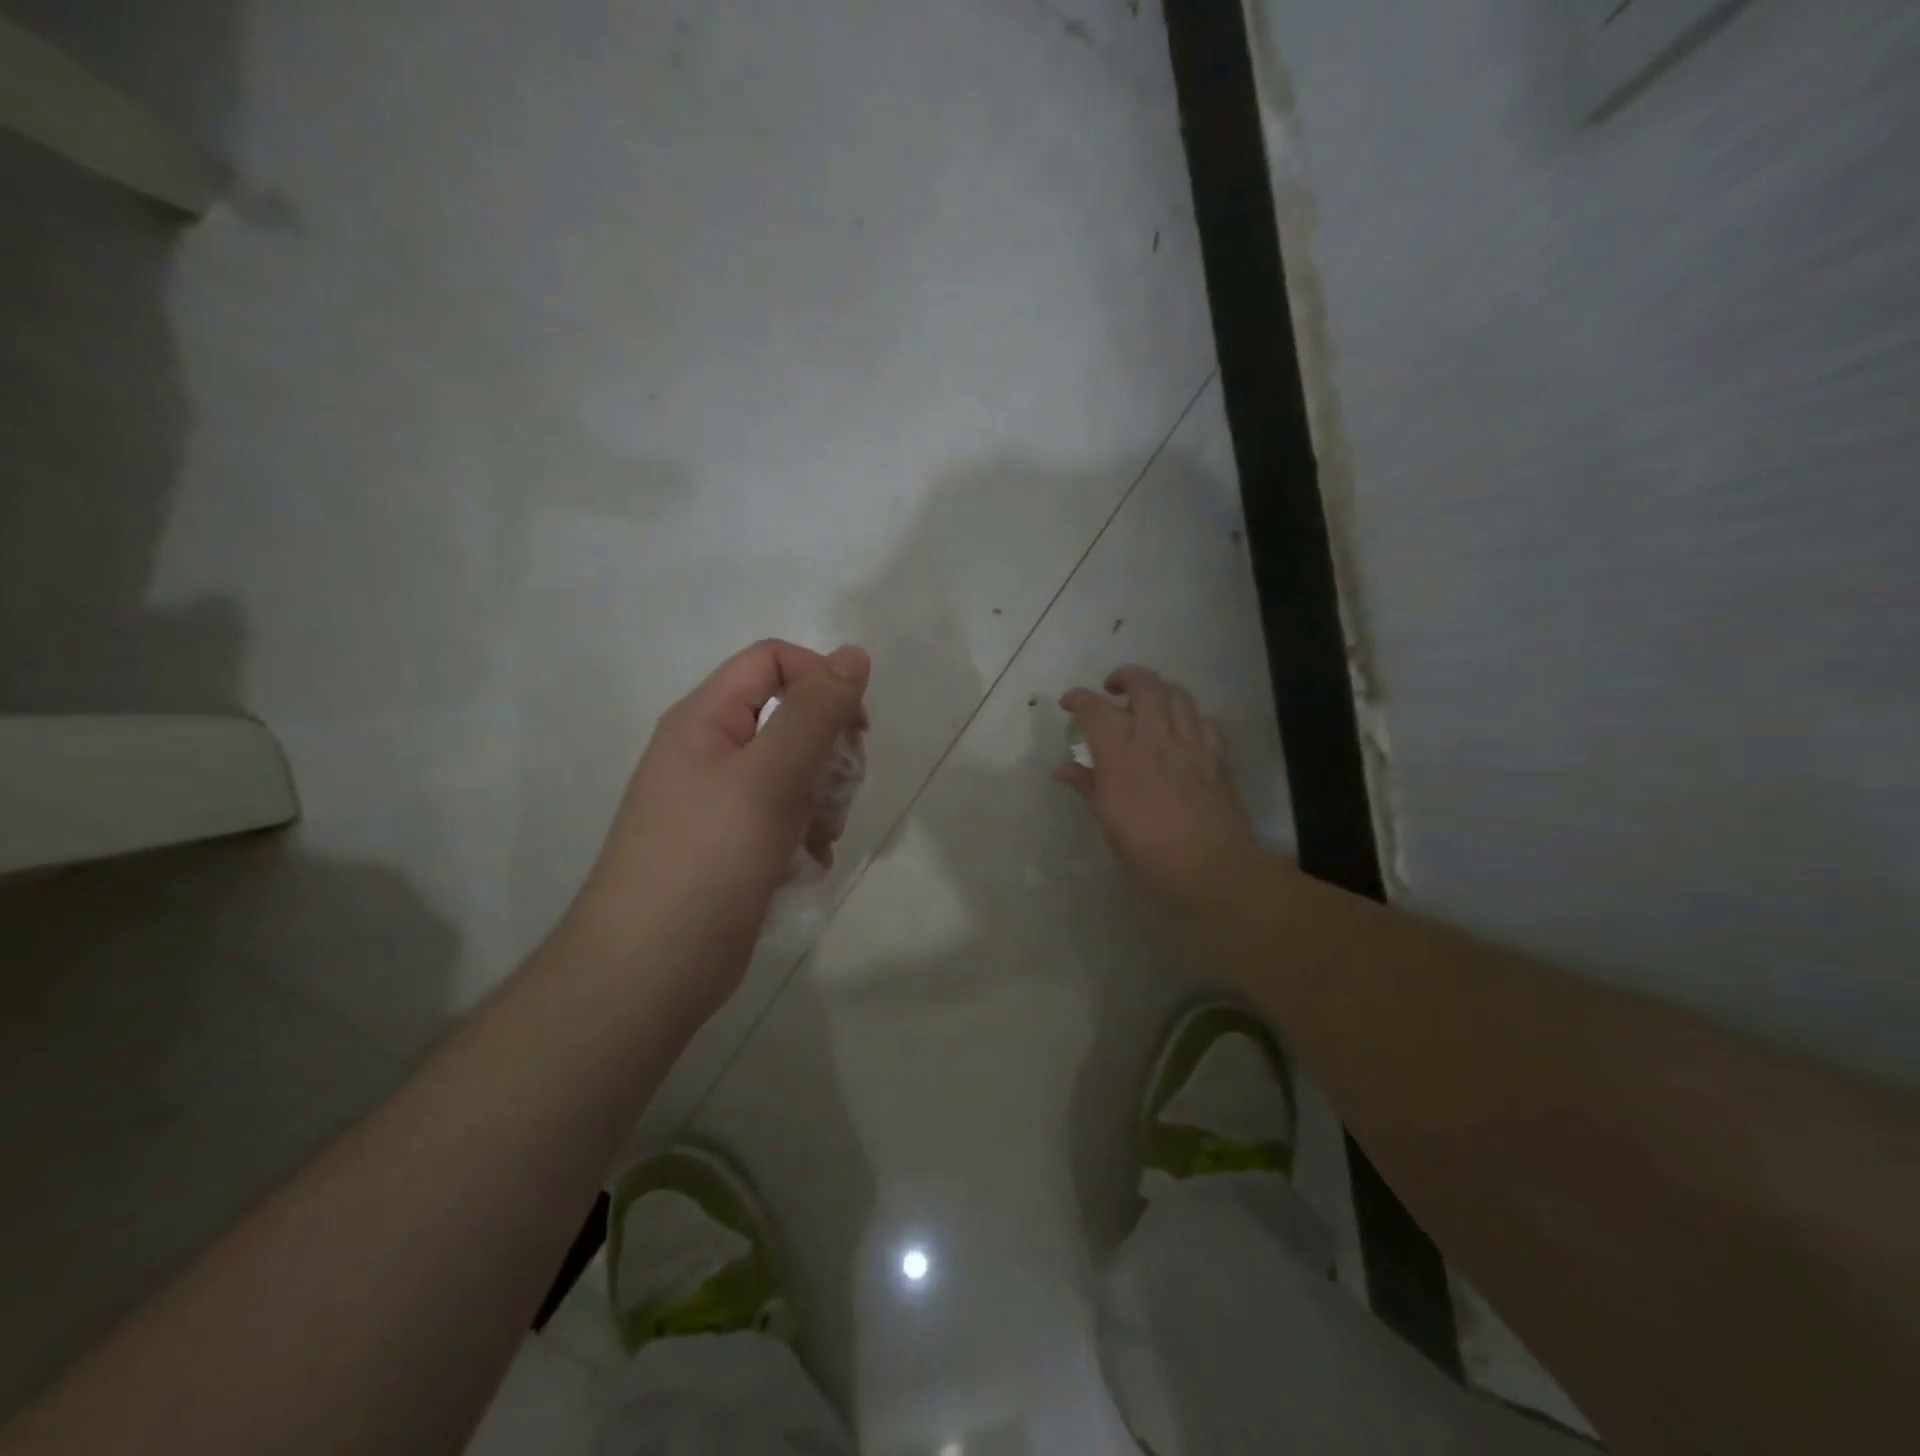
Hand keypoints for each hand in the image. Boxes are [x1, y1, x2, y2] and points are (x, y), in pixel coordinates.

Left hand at [569, 640, 869, 999]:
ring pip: (794, 773)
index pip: (772, 662)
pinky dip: (805, 834)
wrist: (650, 970)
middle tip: (837, 791)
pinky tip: (808, 864)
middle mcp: (709, 753)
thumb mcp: (770, 775)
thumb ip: (815, 712)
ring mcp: (719, 804)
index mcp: (705, 720)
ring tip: (818, 837)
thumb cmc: (709, 859)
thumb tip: (854, 654)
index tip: (856, 728)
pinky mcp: (732, 847)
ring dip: (822, 799)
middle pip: (789, 719)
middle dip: (828, 752)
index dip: (821, 680)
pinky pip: (784, 818)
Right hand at [1055, 665, 1254, 903]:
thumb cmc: (1147, 854)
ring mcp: (1191, 745)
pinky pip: (1202, 720)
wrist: (1211, 871)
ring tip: (1146, 701)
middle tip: (1112, 689)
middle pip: (1145, 685)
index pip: (1096, 710)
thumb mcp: (1108, 823)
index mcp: (1122, 756)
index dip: (1079, 699)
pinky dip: (1187, 714)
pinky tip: (1180, 728)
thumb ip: (1088, 786)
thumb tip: (1062, 768)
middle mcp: (1156, 739)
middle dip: (1125, 677)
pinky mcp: (1217, 757)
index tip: (1069, 703)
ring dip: (1158, 689)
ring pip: (1178, 694)